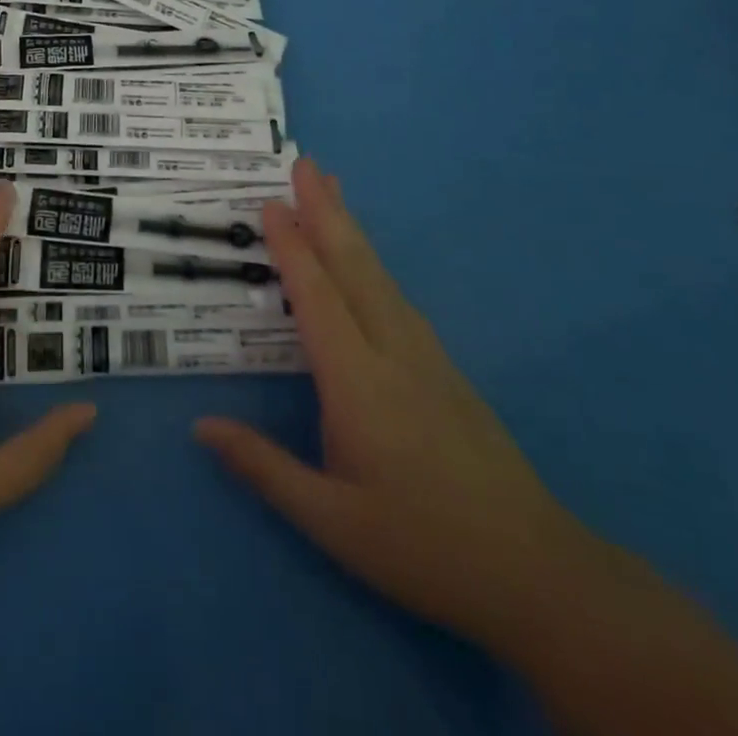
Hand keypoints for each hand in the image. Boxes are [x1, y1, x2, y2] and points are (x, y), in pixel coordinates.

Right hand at [194, 159, 584, 649]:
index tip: (270, 203)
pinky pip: (396, 297)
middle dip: (326, 211)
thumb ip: (264, 467)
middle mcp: (393, 352)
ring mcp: (425, 356)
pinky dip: (371, 262)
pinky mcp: (444, 368)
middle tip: (305, 163)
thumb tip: (201, 426)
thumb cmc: (421, 547)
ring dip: (350, 228)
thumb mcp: (331, 521)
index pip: (317, 298)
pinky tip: (365, 262)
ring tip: (331, 191)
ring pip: (380, 276)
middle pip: (354, 267)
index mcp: (358, 383)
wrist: (536, 574)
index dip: (291, 248)